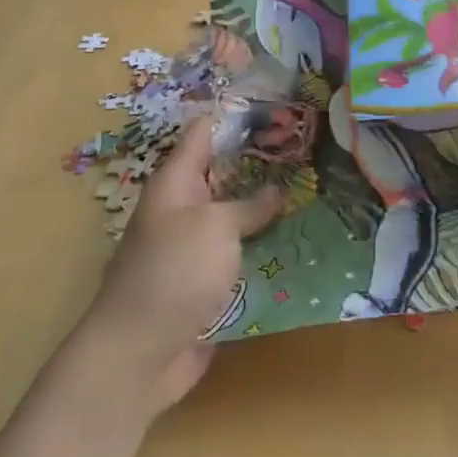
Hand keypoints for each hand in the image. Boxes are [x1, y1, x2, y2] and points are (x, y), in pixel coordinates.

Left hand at [75, 123, 282, 414]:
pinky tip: (301, 241)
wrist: (141, 353)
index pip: (203, 134)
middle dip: (263, 163)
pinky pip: (239, 255)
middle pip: (224, 176)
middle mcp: (183, 210)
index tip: (277, 104)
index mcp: (175, 184)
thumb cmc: (175, 272)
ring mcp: (194, 249)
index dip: (236, 116)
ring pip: (236, 217)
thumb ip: (248, 205)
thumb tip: (276, 189)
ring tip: (316, 191)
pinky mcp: (206, 284)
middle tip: (311, 149)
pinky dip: (265, 248)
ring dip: (268, 209)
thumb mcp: (215, 227)